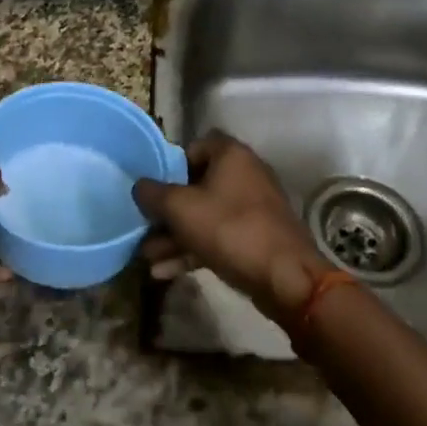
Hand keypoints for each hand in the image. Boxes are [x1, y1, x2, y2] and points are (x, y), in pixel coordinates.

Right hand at [132, 132, 329, 323]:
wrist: (286, 278)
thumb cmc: (230, 229)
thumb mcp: (180, 208)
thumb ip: (153, 193)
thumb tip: (140, 186)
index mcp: (230, 155)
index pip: (193, 147)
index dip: (169, 165)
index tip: (153, 188)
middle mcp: (245, 174)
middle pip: (196, 185)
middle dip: (167, 210)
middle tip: (144, 227)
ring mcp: (253, 208)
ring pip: (204, 215)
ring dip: (175, 236)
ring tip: (148, 258)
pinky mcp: (257, 238)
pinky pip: (218, 237)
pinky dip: (193, 250)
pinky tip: (165, 271)